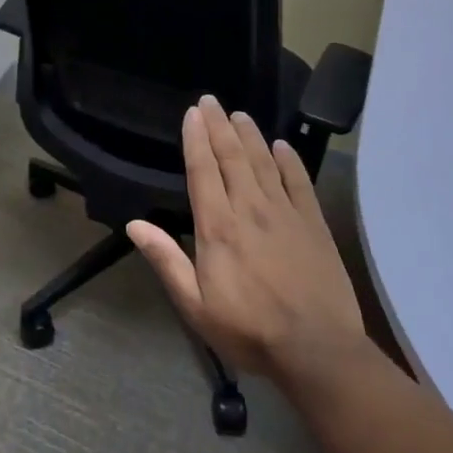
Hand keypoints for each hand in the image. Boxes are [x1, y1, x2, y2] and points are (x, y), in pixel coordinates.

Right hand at [127, 96, 363, 379]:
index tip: (191, 113)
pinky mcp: (314, 225)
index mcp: (218, 227)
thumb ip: (166, 261)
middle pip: (232, 157)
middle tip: (211, 100)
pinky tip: (282, 146)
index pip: (203, 170)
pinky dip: (289, 161)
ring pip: (263, 163)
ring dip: (249, 135)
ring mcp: (285, 214)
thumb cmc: (249, 331)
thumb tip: (134, 224)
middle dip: (219, 126)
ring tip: (239, 114)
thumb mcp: (195, 306)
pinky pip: (299, 183)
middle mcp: (249, 209)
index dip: (196, 139)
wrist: (318, 352)